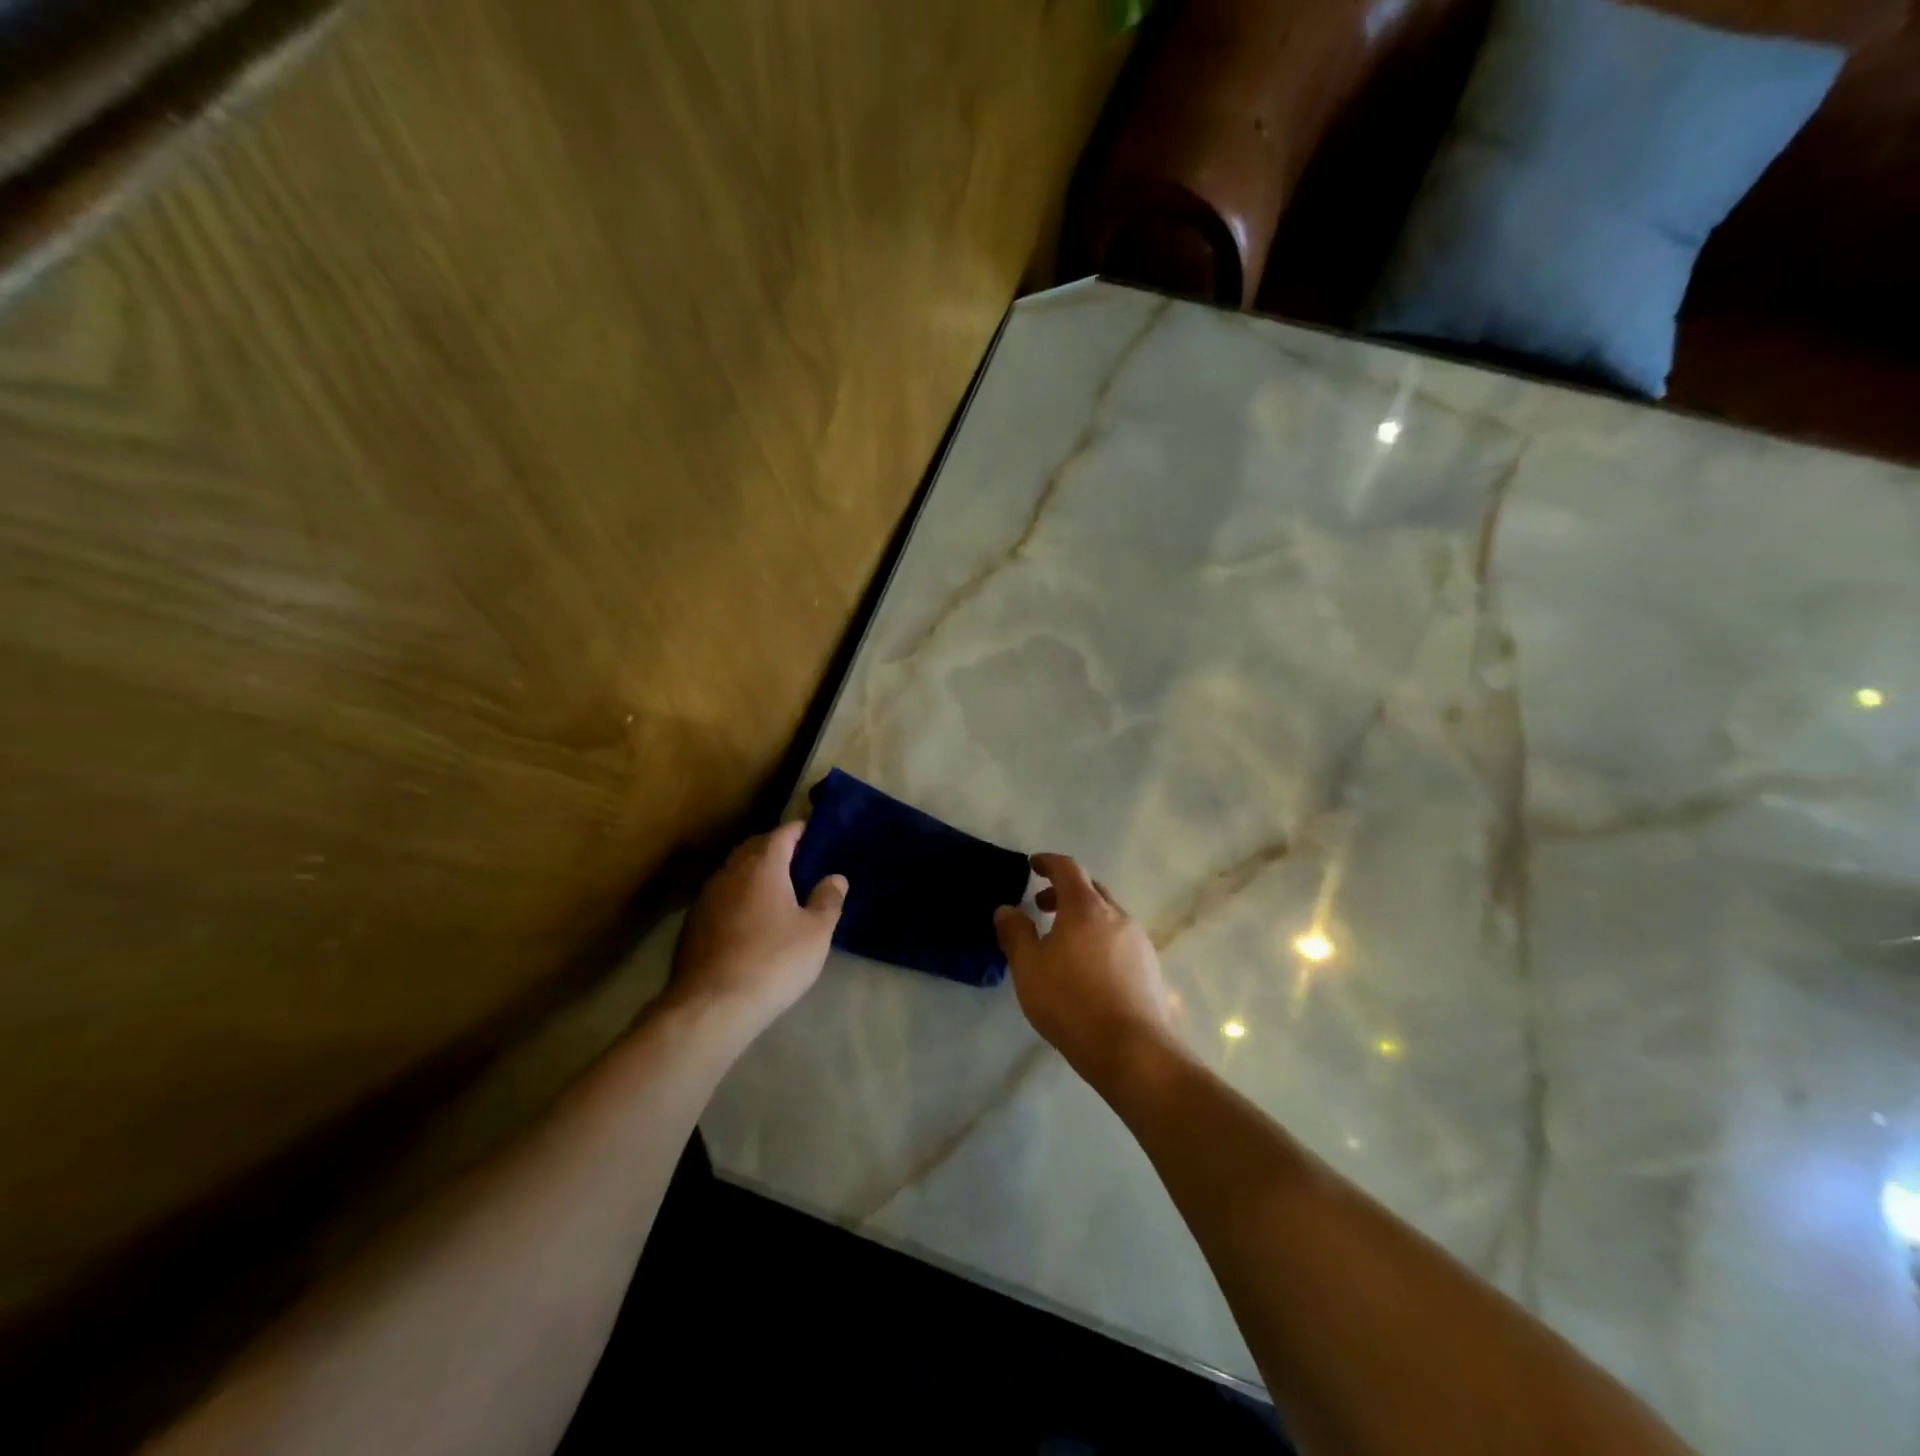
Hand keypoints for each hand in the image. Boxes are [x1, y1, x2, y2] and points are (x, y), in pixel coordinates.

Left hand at [668, 822, 845, 1035]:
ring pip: (734, 872)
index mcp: (763, 866)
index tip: (813, 831)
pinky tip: (748, 919)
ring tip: (775, 889)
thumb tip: (835, 877)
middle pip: (754, 848)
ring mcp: (706, 897)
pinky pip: (720, 897)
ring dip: (753, 873)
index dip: (799, 830)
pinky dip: (737, 897)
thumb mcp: (815, 933)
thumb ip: (828, 900)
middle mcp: (730, 872)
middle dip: (775, 848)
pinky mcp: (692, 924)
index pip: (782, 833)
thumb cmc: (773, 961)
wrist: (711, 1006)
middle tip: (798, 859)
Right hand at [993, 853, 1176, 1083]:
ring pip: (1108, 915)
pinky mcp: (1150, 966)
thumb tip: (1006, 909)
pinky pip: (1120, 939)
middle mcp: (1117, 915)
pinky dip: (1099, 938)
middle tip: (1042, 906)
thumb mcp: (1029, 968)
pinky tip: (1088, 969)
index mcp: (1085, 908)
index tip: (1033, 865)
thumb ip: (1015, 933)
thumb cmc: (1071, 1002)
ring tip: (1063, 942)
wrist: (1133, 1050)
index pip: (1067, 868)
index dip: (1048, 862)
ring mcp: (1138, 940)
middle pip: (1091, 889)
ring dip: (1083, 917)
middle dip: (1065, 891)